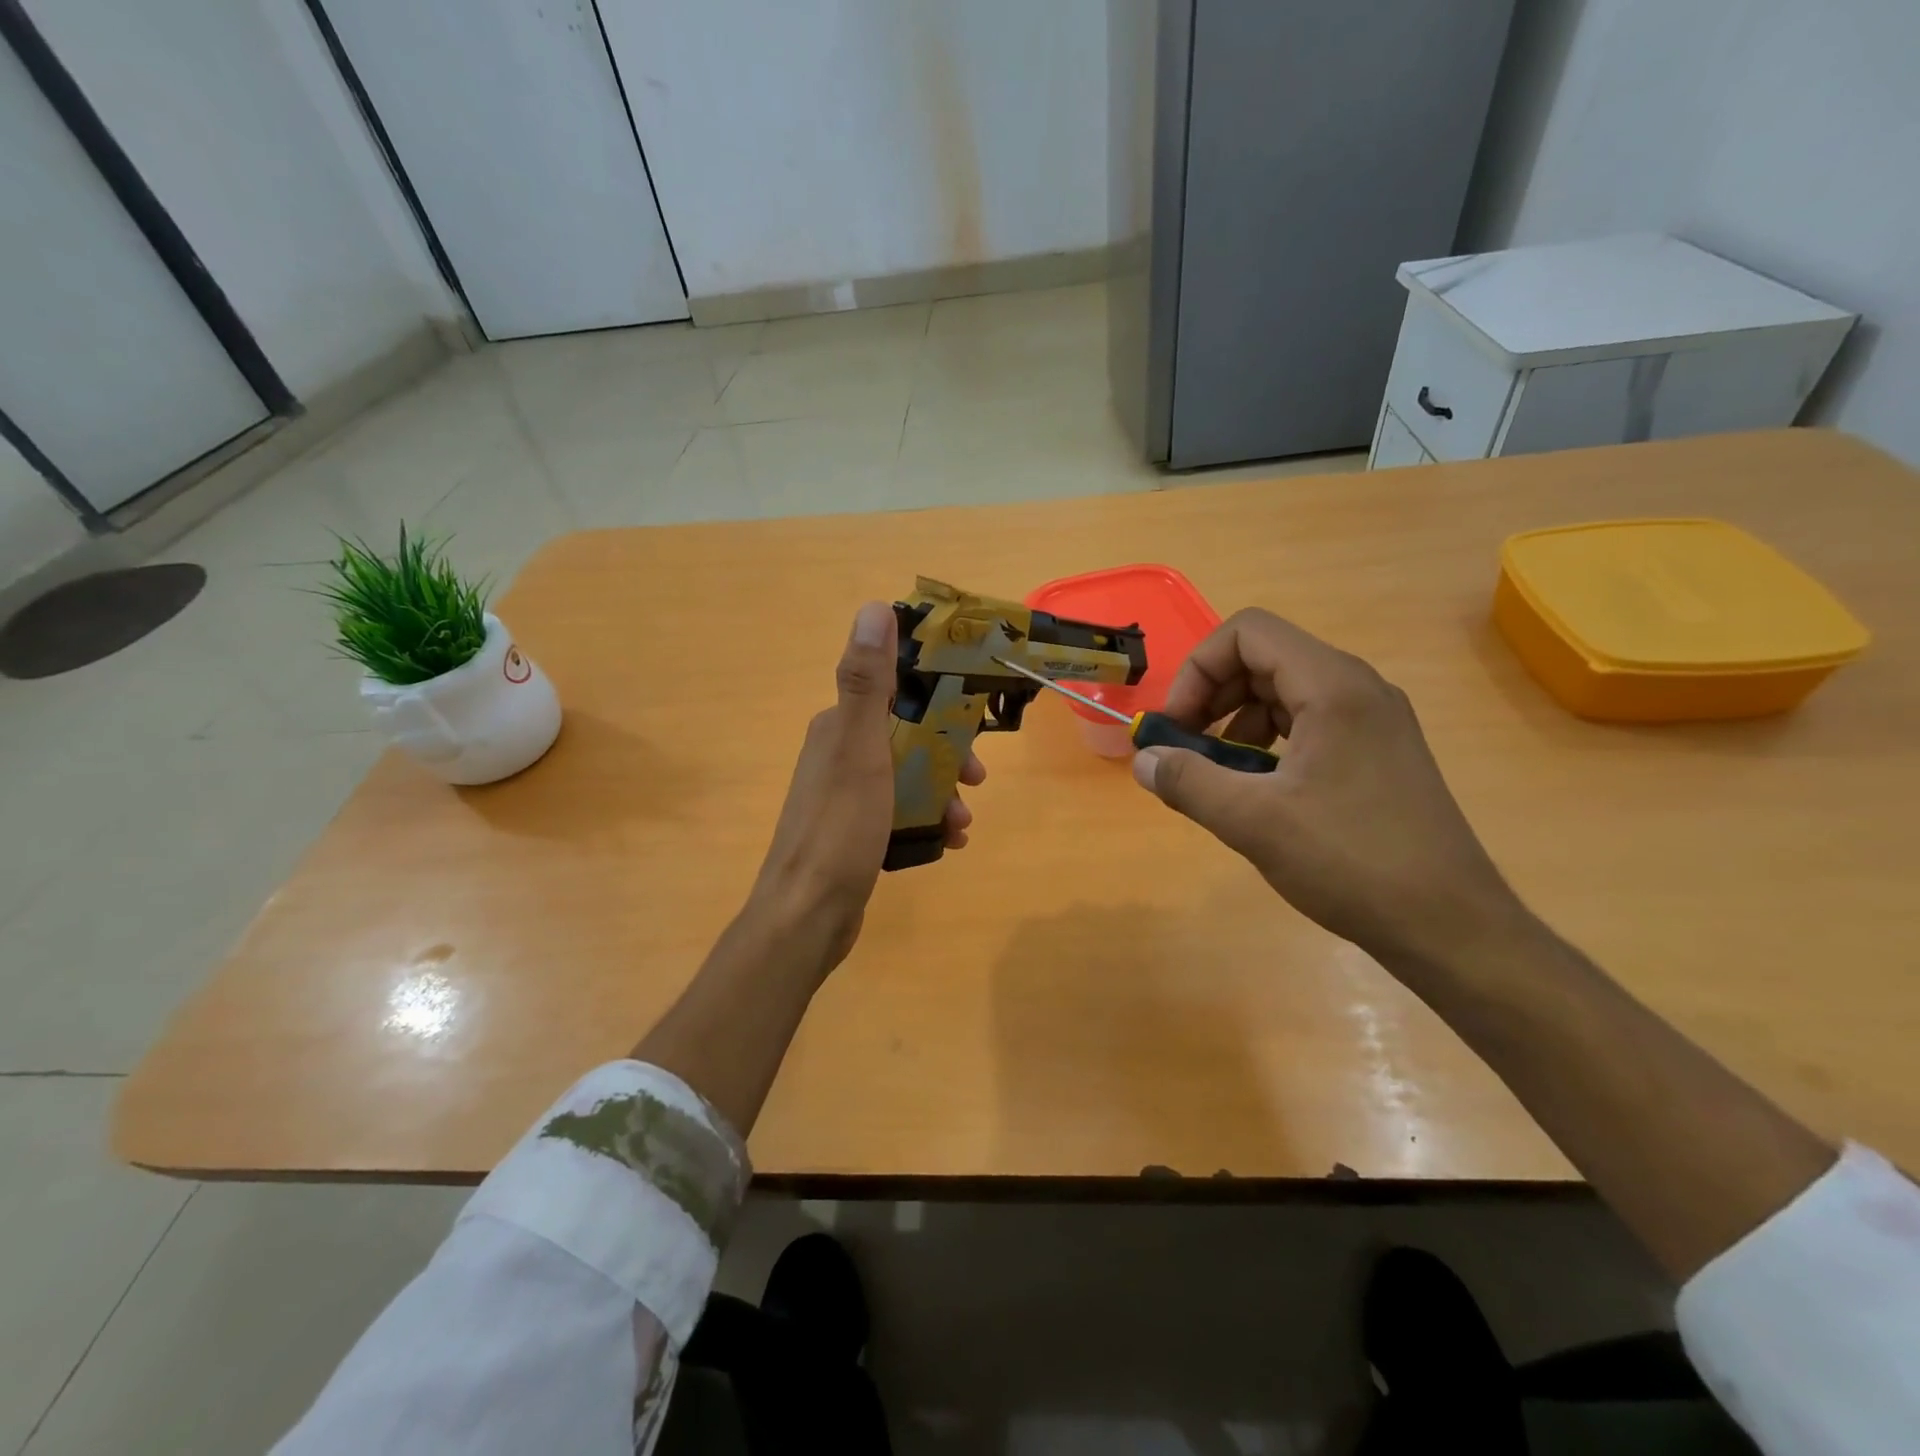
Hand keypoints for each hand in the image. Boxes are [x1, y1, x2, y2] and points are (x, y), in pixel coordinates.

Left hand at [748, 601, 984, 972]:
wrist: (806, 915)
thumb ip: (867, 682)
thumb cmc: (839, 828)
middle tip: (978, 780)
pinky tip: (949, 842)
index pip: (895, 692)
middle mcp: (838, 753)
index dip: (938, 699)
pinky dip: (927, 820)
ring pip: (907, 777)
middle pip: (907, 736)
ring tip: (964, 821)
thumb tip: (873, 607)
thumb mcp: (859, 749)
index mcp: (838, 726)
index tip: (974, 719)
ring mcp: (844, 795)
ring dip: (942, 791)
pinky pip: (900, 812)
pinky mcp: (853, 831)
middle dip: (948, 754)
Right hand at [1132, 609, 1523, 967]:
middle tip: (1186, 747)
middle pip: (1264, 657)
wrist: (1450, 925)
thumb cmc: (1350, 862)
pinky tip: (1259, 788)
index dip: (1198, 668)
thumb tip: (1142, 759)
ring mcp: (1374, 720)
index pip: (1247, 633)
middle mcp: (1358, 688)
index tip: (1177, 725)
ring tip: (1219, 771)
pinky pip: (1310, 721)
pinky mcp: (1379, 751)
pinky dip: (1269, 740)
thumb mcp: (1252, 821)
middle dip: (1213, 694)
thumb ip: (1187, 781)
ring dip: (1237, 719)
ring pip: (1286, 690)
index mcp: (1333, 686)